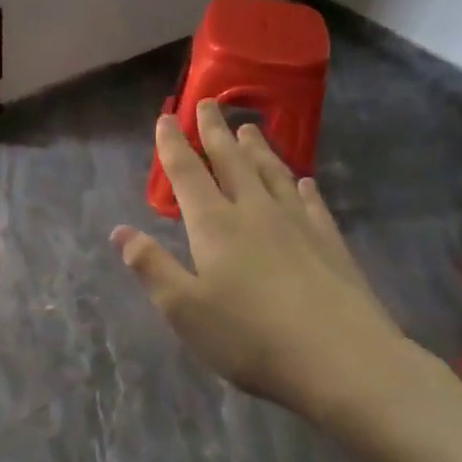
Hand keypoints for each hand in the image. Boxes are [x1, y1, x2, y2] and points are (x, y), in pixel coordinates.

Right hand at [113, 101, 424, 424]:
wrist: (340, 358)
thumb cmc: (249, 337)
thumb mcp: (184, 310)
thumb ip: (152, 267)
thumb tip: (121, 231)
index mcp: (214, 225)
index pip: (187, 174)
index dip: (173, 145)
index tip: (165, 117)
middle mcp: (254, 212)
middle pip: (231, 161)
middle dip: (215, 131)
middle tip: (208, 102)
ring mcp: (297, 223)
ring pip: (272, 173)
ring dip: (258, 148)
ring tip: (249, 128)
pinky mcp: (330, 242)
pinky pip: (312, 203)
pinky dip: (302, 187)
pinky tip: (303, 181)